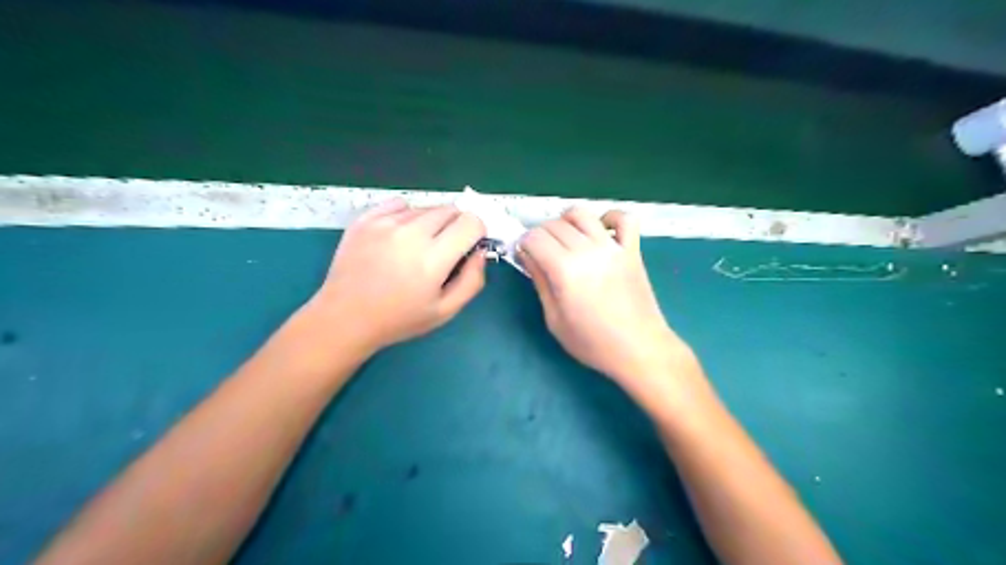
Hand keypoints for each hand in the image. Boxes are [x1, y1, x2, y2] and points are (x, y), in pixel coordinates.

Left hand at [314, 199, 489, 353]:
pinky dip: (406, 216)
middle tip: (443, 250)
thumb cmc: (398, 319)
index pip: (471, 222)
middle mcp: (410, 233)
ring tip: (416, 248)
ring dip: (431, 223)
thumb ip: (472, 281)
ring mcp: (385, 223)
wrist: (344, 317)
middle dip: (456, 226)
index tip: (468, 247)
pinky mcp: (365, 219)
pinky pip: (399, 204)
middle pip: (450, 210)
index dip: (476, 232)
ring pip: (425, 208)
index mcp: (433, 259)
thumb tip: (480, 252)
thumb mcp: (445, 311)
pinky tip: (398, 237)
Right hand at [518, 210, 691, 384]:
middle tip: (541, 252)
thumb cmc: (592, 342)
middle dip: (540, 233)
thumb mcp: (554, 319)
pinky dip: (610, 217)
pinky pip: (624, 219)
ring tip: (565, 238)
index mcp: (565, 270)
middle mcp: (588, 250)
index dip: (524, 243)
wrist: (638, 349)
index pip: (535, 237)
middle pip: (555, 224)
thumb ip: (540, 282)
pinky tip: (601, 231)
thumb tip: (527, 255)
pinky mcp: (632, 249)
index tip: (524, 254)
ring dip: (567, 220)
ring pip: (583, 214)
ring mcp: (613, 247)